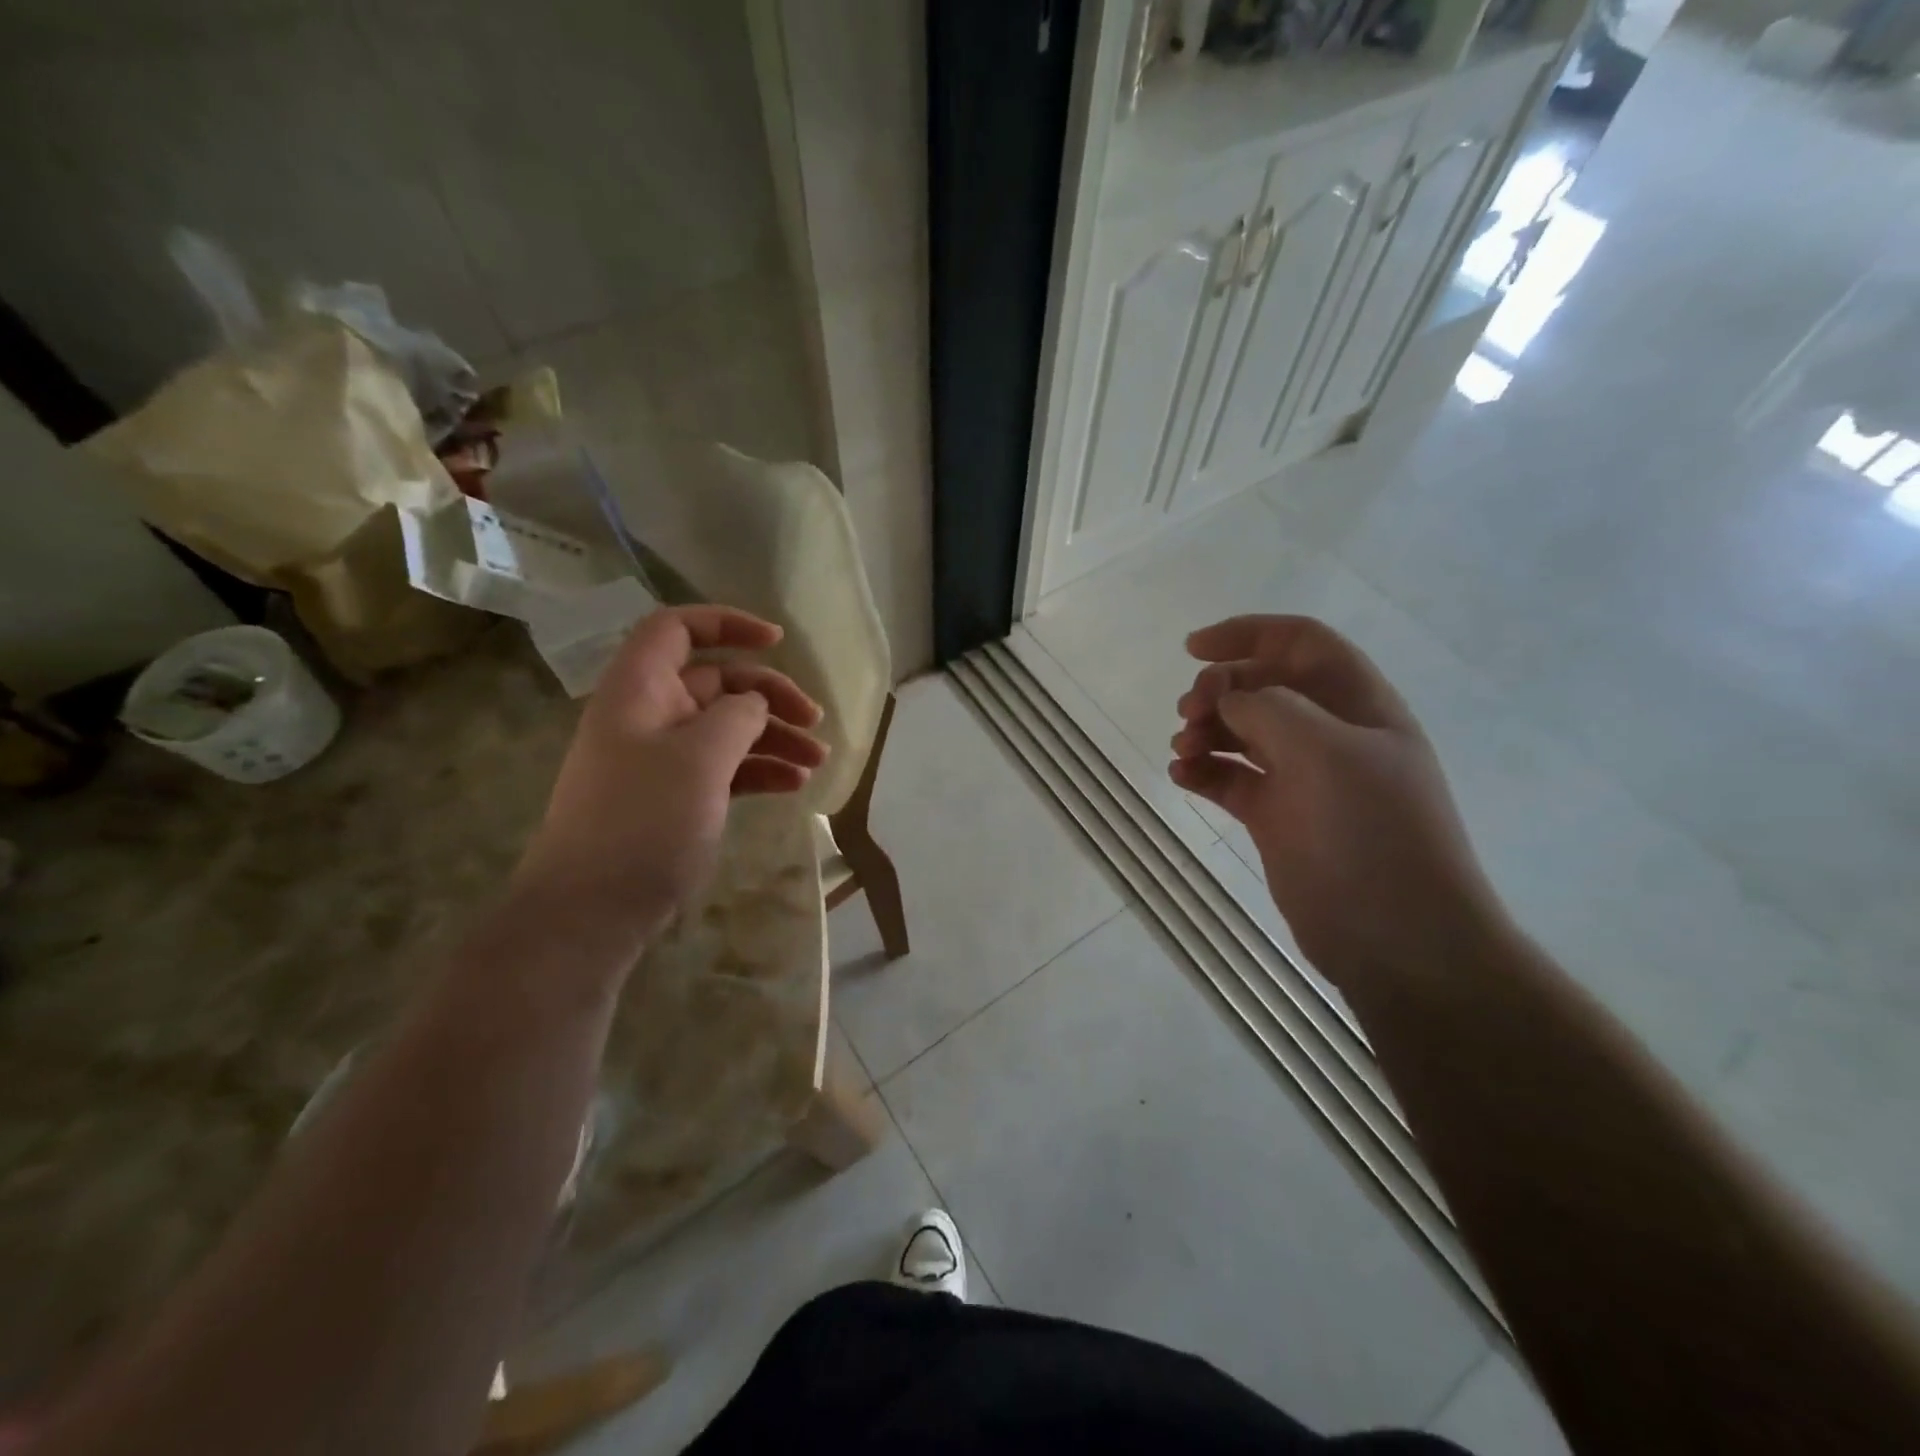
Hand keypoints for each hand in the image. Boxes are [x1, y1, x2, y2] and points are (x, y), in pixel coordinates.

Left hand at [512, 605, 827, 953]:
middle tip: (815, 721)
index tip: (777, 641)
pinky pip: (724, 768)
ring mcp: (661, 760)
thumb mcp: (699, 759)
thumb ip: (736, 716)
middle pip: (717, 682)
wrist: (591, 911)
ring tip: (818, 761)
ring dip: (773, 737)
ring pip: (727, 729)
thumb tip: (754, 704)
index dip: (726, 623)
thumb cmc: (643, 822)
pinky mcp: (674, 797)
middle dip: (770, 696)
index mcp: (641, 690)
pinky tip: (794, 786)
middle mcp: (650, 715)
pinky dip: (758, 770)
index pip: (677, 629)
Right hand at [1169, 614, 1501, 984]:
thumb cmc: (1374, 835)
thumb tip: (1226, 699)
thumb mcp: (1328, 753)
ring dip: (1205, 731)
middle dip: (1218, 689)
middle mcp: (1328, 734)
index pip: (1300, 643)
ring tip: (1183, 750)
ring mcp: (1301, 779)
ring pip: (1241, 733)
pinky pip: (1231, 780)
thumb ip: (1270, 709)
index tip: (1193, 649)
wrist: (1398, 937)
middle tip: (1189, 714)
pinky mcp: (1276, 818)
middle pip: (1262, 686)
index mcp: (1357, 705)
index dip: (1247, 634)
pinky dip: (1203, 772)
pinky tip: (1181, 776)